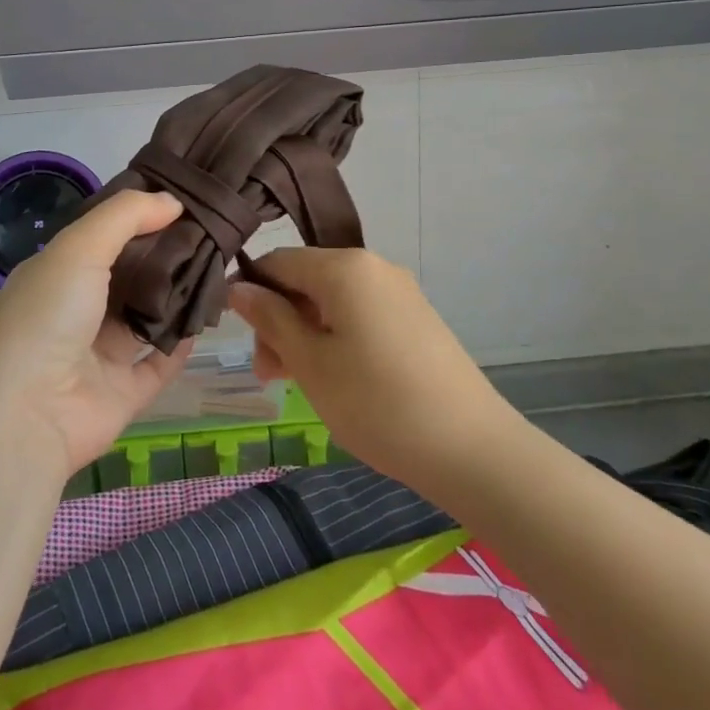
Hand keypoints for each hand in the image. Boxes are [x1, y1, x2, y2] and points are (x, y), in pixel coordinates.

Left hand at [0, 189, 194, 475]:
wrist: (23, 416)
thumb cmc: (45, 316)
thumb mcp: (78, 247)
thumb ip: (125, 216)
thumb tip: (172, 201)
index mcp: (56, 274)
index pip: (103, 237)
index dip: (139, 216)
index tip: (183, 197)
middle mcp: (76, 312)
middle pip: (129, 276)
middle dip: (165, 255)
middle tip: (213, 231)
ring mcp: (98, 356)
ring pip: (146, 318)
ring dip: (177, 296)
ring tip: (221, 265)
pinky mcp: (122, 395)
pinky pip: (159, 364)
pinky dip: (182, 345)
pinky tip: (208, 317)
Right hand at [228, 247, 509, 491]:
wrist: (472, 449)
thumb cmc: (377, 404)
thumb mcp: (311, 363)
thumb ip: (271, 319)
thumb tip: (238, 287)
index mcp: (344, 267)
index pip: (278, 260)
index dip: (251, 292)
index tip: (239, 337)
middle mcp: (373, 266)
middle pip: (306, 280)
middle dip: (279, 320)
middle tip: (269, 375)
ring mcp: (399, 291)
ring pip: (333, 300)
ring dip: (305, 333)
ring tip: (298, 383)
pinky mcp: (415, 318)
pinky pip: (361, 314)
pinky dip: (336, 337)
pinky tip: (336, 378)